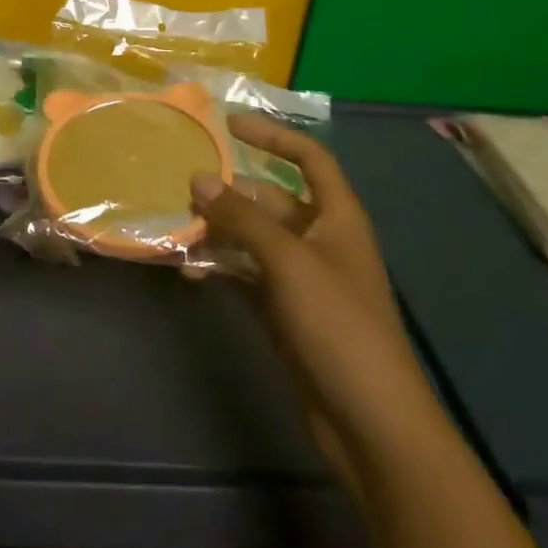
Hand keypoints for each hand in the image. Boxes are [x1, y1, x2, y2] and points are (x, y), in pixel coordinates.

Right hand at [192, 114, 435, 464]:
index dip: (273, 137)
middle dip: (230, 192)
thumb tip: (197, 178)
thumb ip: (241, 217)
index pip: (309, 159)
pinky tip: (189, 271)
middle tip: (184, 188)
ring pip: (253, 238)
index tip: (230, 125)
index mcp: (337, 217)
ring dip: (219, 231)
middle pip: (270, 199)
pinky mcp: (284, 311)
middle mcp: (319, 239)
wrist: (369, 422)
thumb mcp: (288, 261)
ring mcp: (301, 277)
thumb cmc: (338, 324)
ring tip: (178, 229)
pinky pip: (246, 274)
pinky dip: (220, 268)